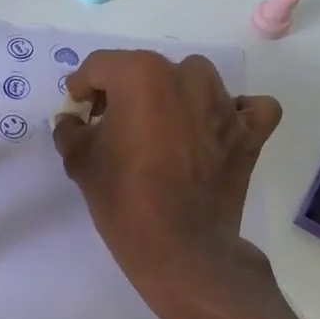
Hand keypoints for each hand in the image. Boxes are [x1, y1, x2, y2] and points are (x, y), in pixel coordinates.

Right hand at [52, 50, 282, 301]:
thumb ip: (70, 130)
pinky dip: (232, 114)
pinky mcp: (249, 133)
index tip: (79, 113)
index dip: (82, 88)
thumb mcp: (80, 161)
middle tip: (111, 127)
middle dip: (124, 92)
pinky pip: (247, 108)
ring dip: (174, 95)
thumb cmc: (124, 200)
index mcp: (141, 75)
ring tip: (160, 129)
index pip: (101, 66)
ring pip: (195, 79)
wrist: (181, 251)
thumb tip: (72, 119)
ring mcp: (224, 104)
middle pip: (145, 70)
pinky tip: (213, 131)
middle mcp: (187, 77)